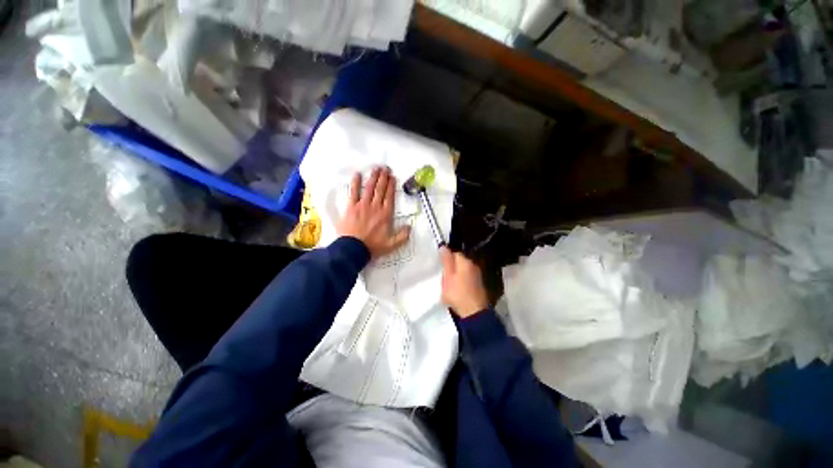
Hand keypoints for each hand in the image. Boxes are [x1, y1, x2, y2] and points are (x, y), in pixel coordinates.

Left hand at [336, 167, 410, 258]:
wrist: (353, 249)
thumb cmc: (373, 246)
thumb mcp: (392, 244)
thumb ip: (402, 236)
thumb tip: (410, 227)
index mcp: (385, 214)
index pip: (390, 196)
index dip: (391, 186)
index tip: (392, 177)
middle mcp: (375, 207)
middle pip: (380, 189)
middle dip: (383, 178)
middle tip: (385, 168)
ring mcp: (363, 205)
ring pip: (369, 188)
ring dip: (373, 177)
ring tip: (376, 168)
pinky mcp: (351, 207)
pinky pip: (353, 192)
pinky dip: (355, 183)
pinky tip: (357, 175)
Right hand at [440, 247, 488, 317]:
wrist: (474, 313)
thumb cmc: (457, 294)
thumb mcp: (447, 277)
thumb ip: (446, 261)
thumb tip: (444, 246)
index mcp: (465, 262)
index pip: (454, 253)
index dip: (447, 259)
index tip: (441, 268)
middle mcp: (473, 265)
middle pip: (460, 262)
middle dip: (452, 267)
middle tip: (444, 278)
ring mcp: (478, 275)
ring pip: (464, 270)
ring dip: (457, 275)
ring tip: (450, 285)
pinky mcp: (480, 284)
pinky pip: (468, 278)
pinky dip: (463, 281)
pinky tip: (459, 290)